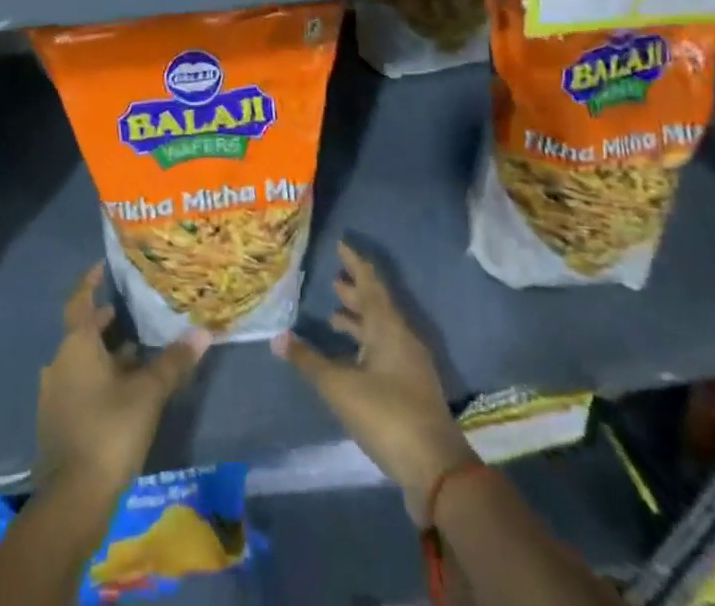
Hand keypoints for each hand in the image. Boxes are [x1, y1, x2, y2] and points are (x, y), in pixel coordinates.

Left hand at [37, 263, 210, 500]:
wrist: (72, 498)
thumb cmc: (109, 431)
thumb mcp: (148, 394)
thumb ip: (173, 362)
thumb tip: (203, 333)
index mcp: (76, 344)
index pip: (80, 299)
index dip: (90, 281)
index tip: (102, 265)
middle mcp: (60, 360)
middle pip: (82, 331)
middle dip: (104, 321)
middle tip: (130, 311)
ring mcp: (54, 392)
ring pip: (81, 359)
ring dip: (104, 352)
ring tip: (135, 351)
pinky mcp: (56, 419)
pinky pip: (78, 383)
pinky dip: (98, 377)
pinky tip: (122, 390)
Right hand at [273, 241, 476, 523]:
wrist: (437, 470)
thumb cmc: (387, 415)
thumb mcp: (340, 387)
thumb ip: (308, 361)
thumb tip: (277, 337)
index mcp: (388, 328)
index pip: (369, 283)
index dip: (354, 263)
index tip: (341, 245)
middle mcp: (402, 339)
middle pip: (377, 306)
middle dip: (354, 292)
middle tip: (333, 280)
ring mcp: (410, 365)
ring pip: (381, 331)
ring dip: (359, 321)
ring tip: (334, 316)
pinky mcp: (412, 390)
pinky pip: (385, 352)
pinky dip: (365, 346)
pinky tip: (350, 359)